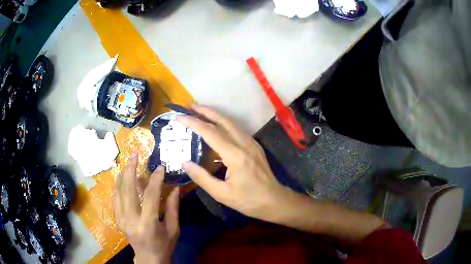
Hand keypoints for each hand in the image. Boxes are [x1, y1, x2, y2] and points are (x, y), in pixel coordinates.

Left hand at [114, 153, 179, 263]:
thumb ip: (173, 208)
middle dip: (130, 169)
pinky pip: (115, 198)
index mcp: (148, 224)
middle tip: (134, 154)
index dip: (155, 179)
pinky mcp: (118, 219)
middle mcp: (131, 219)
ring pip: (118, 191)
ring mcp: (121, 219)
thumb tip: (175, 188)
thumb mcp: (173, 229)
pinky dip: (118, 186)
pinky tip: (122, 177)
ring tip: (128, 162)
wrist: (148, 258)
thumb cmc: (164, 245)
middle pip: (127, 189)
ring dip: (123, 175)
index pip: (150, 196)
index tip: (160, 167)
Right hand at [176, 104, 295, 222]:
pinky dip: (223, 123)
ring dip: (215, 115)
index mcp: (234, 155)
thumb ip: (201, 177)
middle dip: (205, 111)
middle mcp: (244, 144)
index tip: (179, 117)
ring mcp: (251, 143)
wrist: (274, 200)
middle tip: (190, 106)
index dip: (193, 123)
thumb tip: (184, 163)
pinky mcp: (254, 146)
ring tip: (200, 112)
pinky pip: (237, 129)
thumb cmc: (248, 200)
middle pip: (222, 121)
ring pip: (231, 123)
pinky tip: (216, 127)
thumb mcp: (221, 193)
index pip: (210, 132)